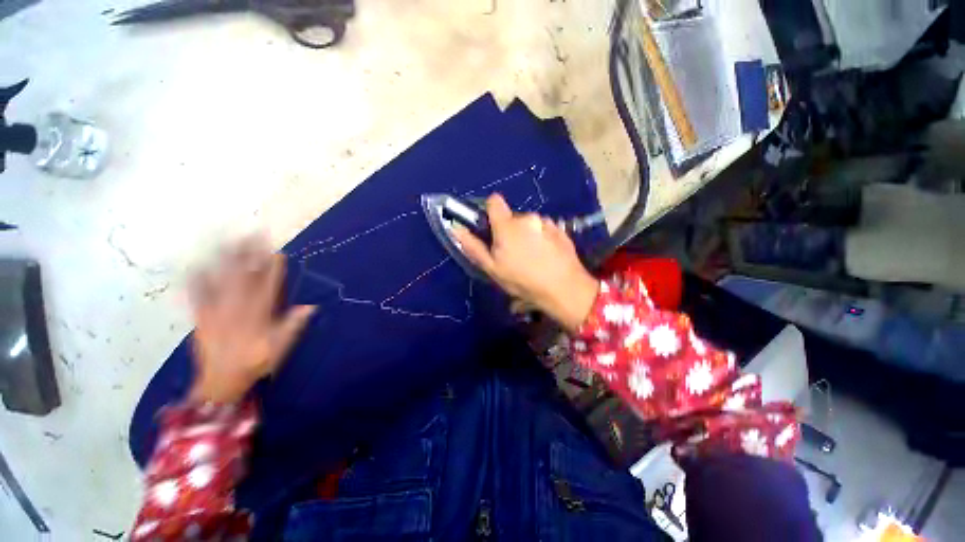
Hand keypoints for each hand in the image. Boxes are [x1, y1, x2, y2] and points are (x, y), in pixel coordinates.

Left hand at [188, 238, 315, 403]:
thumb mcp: (280, 348)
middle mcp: (236, 309)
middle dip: (249, 254)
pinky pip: (195, 295)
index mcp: (257, 316)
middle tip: (253, 234)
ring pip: (220, 280)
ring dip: (224, 258)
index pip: (268, 287)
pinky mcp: (200, 316)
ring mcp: (215, 311)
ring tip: (228, 239)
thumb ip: (292, 326)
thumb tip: (310, 307)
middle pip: (243, 276)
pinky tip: (194, 263)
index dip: (273, 269)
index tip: (278, 253)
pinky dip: (194, 279)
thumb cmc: (255, 363)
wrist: (220, 381)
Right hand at [452, 194, 598, 331]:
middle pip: (512, 217)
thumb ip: (473, 246)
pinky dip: (541, 238)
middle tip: (512, 254)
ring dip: (526, 235)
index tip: (491, 229)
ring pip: (528, 224)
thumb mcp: (492, 268)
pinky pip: (543, 228)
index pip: (494, 201)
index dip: (490, 212)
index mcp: (507, 225)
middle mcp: (527, 217)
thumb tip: (456, 228)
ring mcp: (546, 222)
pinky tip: (546, 256)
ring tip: (531, 257)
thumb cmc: (523, 280)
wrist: (564, 288)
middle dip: (509, 230)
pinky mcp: (560, 229)